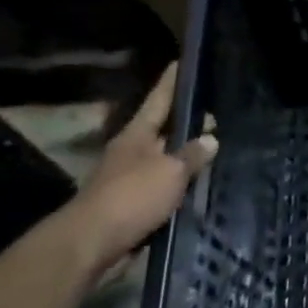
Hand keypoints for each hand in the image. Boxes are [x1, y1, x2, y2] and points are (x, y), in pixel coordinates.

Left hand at [68, 63, 216, 275]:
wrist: (91, 245)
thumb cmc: (131, 197)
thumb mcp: (170, 171)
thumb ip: (192, 154)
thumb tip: (210, 138)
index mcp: (137, 135)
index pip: (159, 100)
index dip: (171, 82)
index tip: (181, 62)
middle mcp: (132, 152)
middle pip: (164, 130)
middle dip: (188, 122)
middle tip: (217, 114)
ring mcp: (130, 180)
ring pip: (165, 160)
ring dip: (186, 156)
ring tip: (215, 149)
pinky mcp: (134, 207)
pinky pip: (164, 188)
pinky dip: (180, 184)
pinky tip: (199, 185)